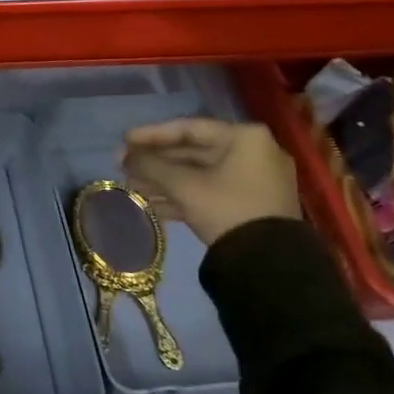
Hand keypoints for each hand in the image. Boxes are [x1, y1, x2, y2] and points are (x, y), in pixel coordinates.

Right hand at [120, 119, 300, 247]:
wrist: (270, 265)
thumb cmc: (227, 209)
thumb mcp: (184, 186)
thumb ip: (151, 166)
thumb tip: (124, 156)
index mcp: (245, 138)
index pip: (189, 128)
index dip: (151, 134)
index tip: (124, 140)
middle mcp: (254, 152)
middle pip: (193, 152)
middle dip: (156, 162)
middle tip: (124, 166)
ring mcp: (255, 181)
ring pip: (200, 174)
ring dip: (165, 181)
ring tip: (131, 187)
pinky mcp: (252, 205)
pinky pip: (211, 192)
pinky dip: (183, 197)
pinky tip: (152, 205)